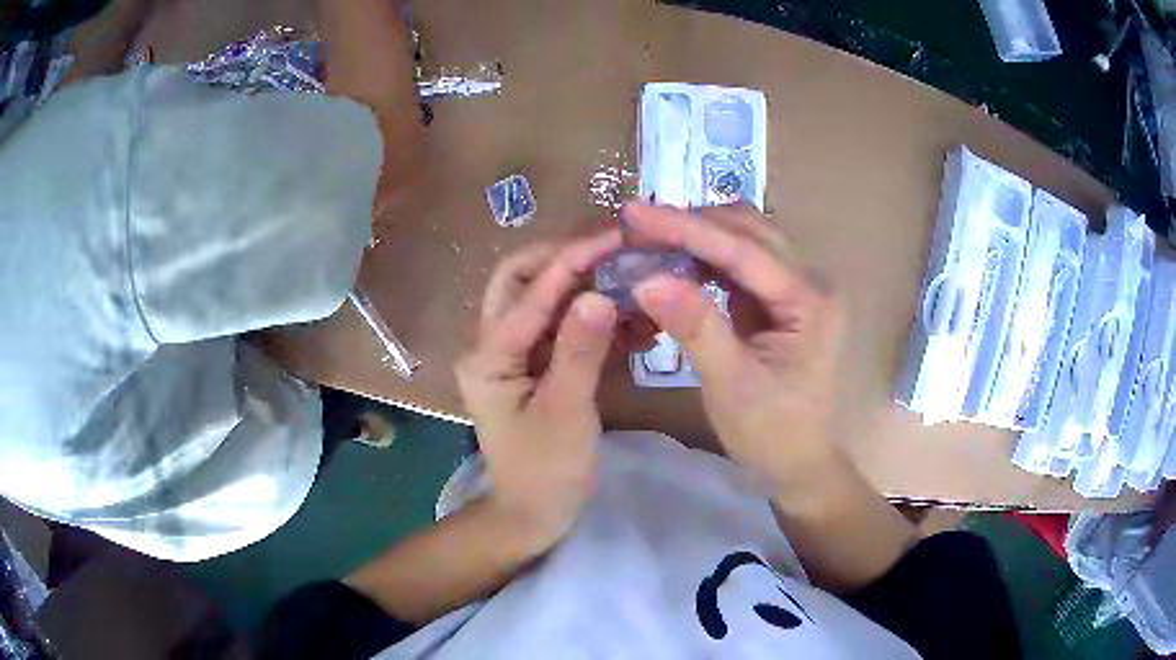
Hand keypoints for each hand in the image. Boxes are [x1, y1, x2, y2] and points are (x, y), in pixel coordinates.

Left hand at [456, 231, 621, 545]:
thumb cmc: (546, 472)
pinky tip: (626, 317)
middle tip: (613, 248)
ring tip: (626, 276)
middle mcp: (491, 344)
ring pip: (540, 296)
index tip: (617, 236)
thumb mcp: (566, 413)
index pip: (531, 292)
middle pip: (520, 278)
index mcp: (488, 356)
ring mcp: (511, 352)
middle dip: (564, 256)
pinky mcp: (532, 363)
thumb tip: (599, 294)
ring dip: (580, 282)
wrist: (533, 513)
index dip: (574, 259)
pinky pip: (557, 324)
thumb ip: (579, 352)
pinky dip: (589, 313)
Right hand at [626, 203, 841, 483]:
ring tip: (651, 236)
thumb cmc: (771, 432)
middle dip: (692, 223)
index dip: (686, 228)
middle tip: (637, 224)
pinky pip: (743, 262)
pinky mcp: (782, 299)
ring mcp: (797, 288)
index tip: (634, 214)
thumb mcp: (731, 384)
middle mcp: (810, 283)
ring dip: (700, 233)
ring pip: (747, 239)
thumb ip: (696, 327)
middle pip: (749, 231)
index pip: (743, 250)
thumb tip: (647, 279)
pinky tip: (677, 259)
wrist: (798, 462)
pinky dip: (708, 255)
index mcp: (809, 302)